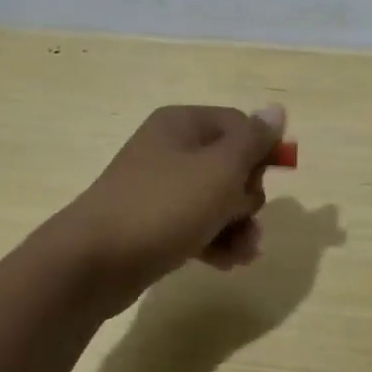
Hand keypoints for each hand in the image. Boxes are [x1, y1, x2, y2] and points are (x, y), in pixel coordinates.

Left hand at [57, 104, 287, 311]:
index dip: (260, 152)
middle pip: (232, 165)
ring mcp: (160, 188)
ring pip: (218, 200)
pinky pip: (198, 225)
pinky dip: (216, 241)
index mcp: (183, 124)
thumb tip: (277, 109)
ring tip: (244, 252)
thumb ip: (254, 140)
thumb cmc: (165, 206)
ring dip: (238, 226)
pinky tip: (228, 263)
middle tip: (242, 216)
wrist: (94, 262)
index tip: (266, 180)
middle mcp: (170, 149)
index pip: (240, 125)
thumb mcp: (220, 169)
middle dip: (248, 197)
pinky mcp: (154, 224)